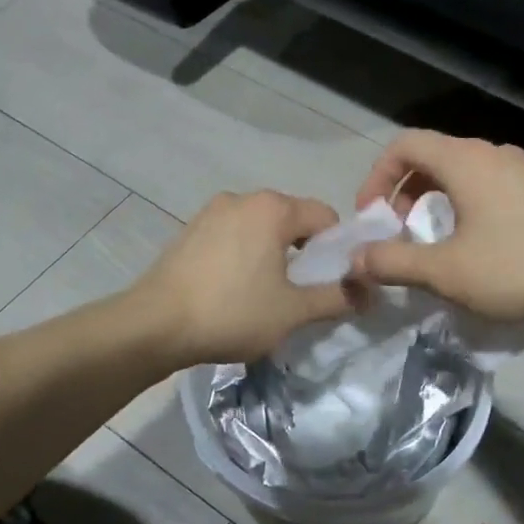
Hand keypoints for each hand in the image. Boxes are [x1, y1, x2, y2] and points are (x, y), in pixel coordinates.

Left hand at [134, 191, 352, 364]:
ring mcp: (211, 211)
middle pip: (292, 218)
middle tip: (300, 291)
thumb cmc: (232, 313)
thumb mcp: (293, 311)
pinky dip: (244, 254)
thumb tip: (369, 293)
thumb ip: (336, 297)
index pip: (326, 216)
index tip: (331, 282)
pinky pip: (233, 235)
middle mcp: (243, 198)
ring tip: (265, 293)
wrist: (154, 325)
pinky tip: (234, 288)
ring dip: (273, 253)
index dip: (338, 249)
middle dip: (305, 251)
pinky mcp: (189, 229)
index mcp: (273, 208)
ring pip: (260, 227)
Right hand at [350, 131, 523, 321]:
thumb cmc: (521, 266)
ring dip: (435, 203)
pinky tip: (477, 249)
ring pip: (461, 175)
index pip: (403, 144)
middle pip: (431, 157)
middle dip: (404, 193)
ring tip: (435, 245)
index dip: (376, 177)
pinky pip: (488, 187)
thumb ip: (394, 263)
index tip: (372, 217)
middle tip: (400, 234)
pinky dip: (465, 208)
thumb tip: (355, 259)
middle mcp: (492, 153)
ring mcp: (522, 169)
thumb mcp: (447, 272)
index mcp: (464, 161)